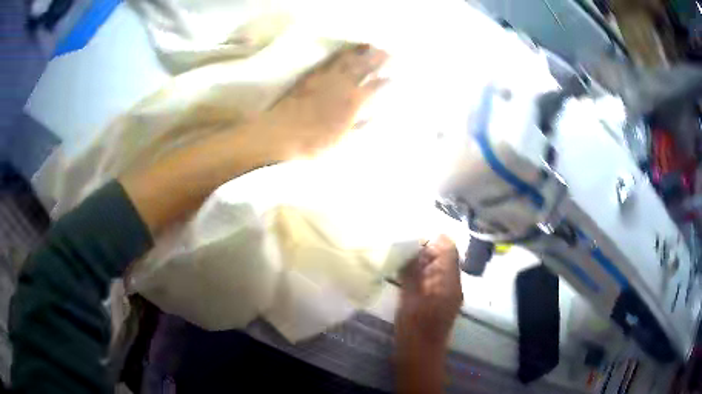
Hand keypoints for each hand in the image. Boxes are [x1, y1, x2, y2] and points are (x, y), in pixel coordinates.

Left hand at [257, 43, 388, 159]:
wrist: (281, 133)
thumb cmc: (313, 142)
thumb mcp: (341, 141)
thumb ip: (359, 126)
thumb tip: (374, 116)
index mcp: (352, 103)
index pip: (375, 87)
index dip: (385, 81)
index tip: (394, 76)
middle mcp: (343, 86)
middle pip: (364, 68)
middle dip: (378, 59)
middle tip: (389, 52)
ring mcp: (326, 78)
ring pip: (348, 61)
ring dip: (362, 52)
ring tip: (371, 46)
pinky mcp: (312, 76)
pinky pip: (330, 61)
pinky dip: (341, 54)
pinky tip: (345, 51)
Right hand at [396, 235, 462, 346]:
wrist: (421, 355)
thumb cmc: (414, 328)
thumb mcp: (410, 298)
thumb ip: (412, 272)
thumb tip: (410, 249)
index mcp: (448, 281)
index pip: (448, 248)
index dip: (432, 238)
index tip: (411, 235)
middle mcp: (453, 284)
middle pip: (445, 256)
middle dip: (426, 249)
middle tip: (403, 245)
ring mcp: (449, 292)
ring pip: (439, 267)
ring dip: (424, 261)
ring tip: (402, 257)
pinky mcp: (441, 300)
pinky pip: (436, 278)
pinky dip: (423, 273)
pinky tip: (407, 273)